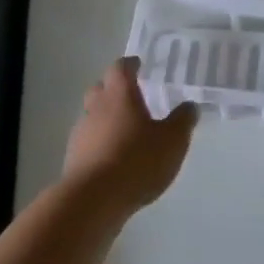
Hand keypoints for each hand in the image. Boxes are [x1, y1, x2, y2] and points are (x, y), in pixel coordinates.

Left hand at [62, 56, 196, 213]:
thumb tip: (189, 105)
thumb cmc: (137, 161)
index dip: (130, 65)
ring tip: (125, 130)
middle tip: (131, 95)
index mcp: (119, 96)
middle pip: (100, 88)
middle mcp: (96, 108)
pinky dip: (100, 141)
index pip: (120, 68)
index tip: (138, 64)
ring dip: (106, 117)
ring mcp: (81, 133)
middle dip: (113, 88)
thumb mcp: (173, 141)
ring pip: (92, 115)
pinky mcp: (74, 158)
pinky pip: (89, 141)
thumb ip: (182, 120)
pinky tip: (114, 155)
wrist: (94, 199)